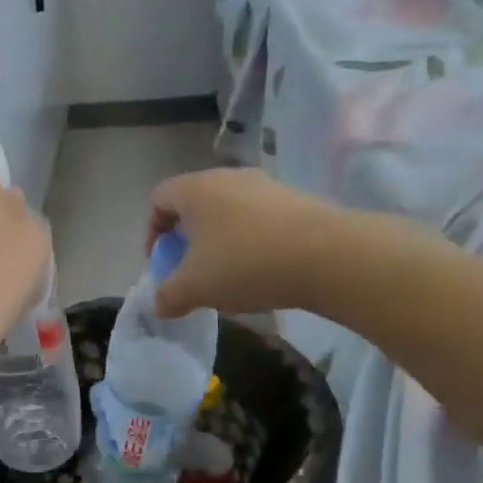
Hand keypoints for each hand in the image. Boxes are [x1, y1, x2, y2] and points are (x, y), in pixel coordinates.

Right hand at [147, 168, 369, 318]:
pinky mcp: (298, 201)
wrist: (331, 256)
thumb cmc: (246, 263)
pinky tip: (263, 272)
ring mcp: (267, 186)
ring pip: (229, 211)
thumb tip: (160, 304)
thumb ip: (168, 296)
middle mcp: (229, 177)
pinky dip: (252, 242)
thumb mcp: (195, 288)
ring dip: (221, 241)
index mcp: (196, 189)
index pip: (159, 197)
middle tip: (192, 271)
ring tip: (229, 276)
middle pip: (195, 204)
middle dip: (188, 238)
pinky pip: (261, 220)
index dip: (152, 231)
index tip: (161, 262)